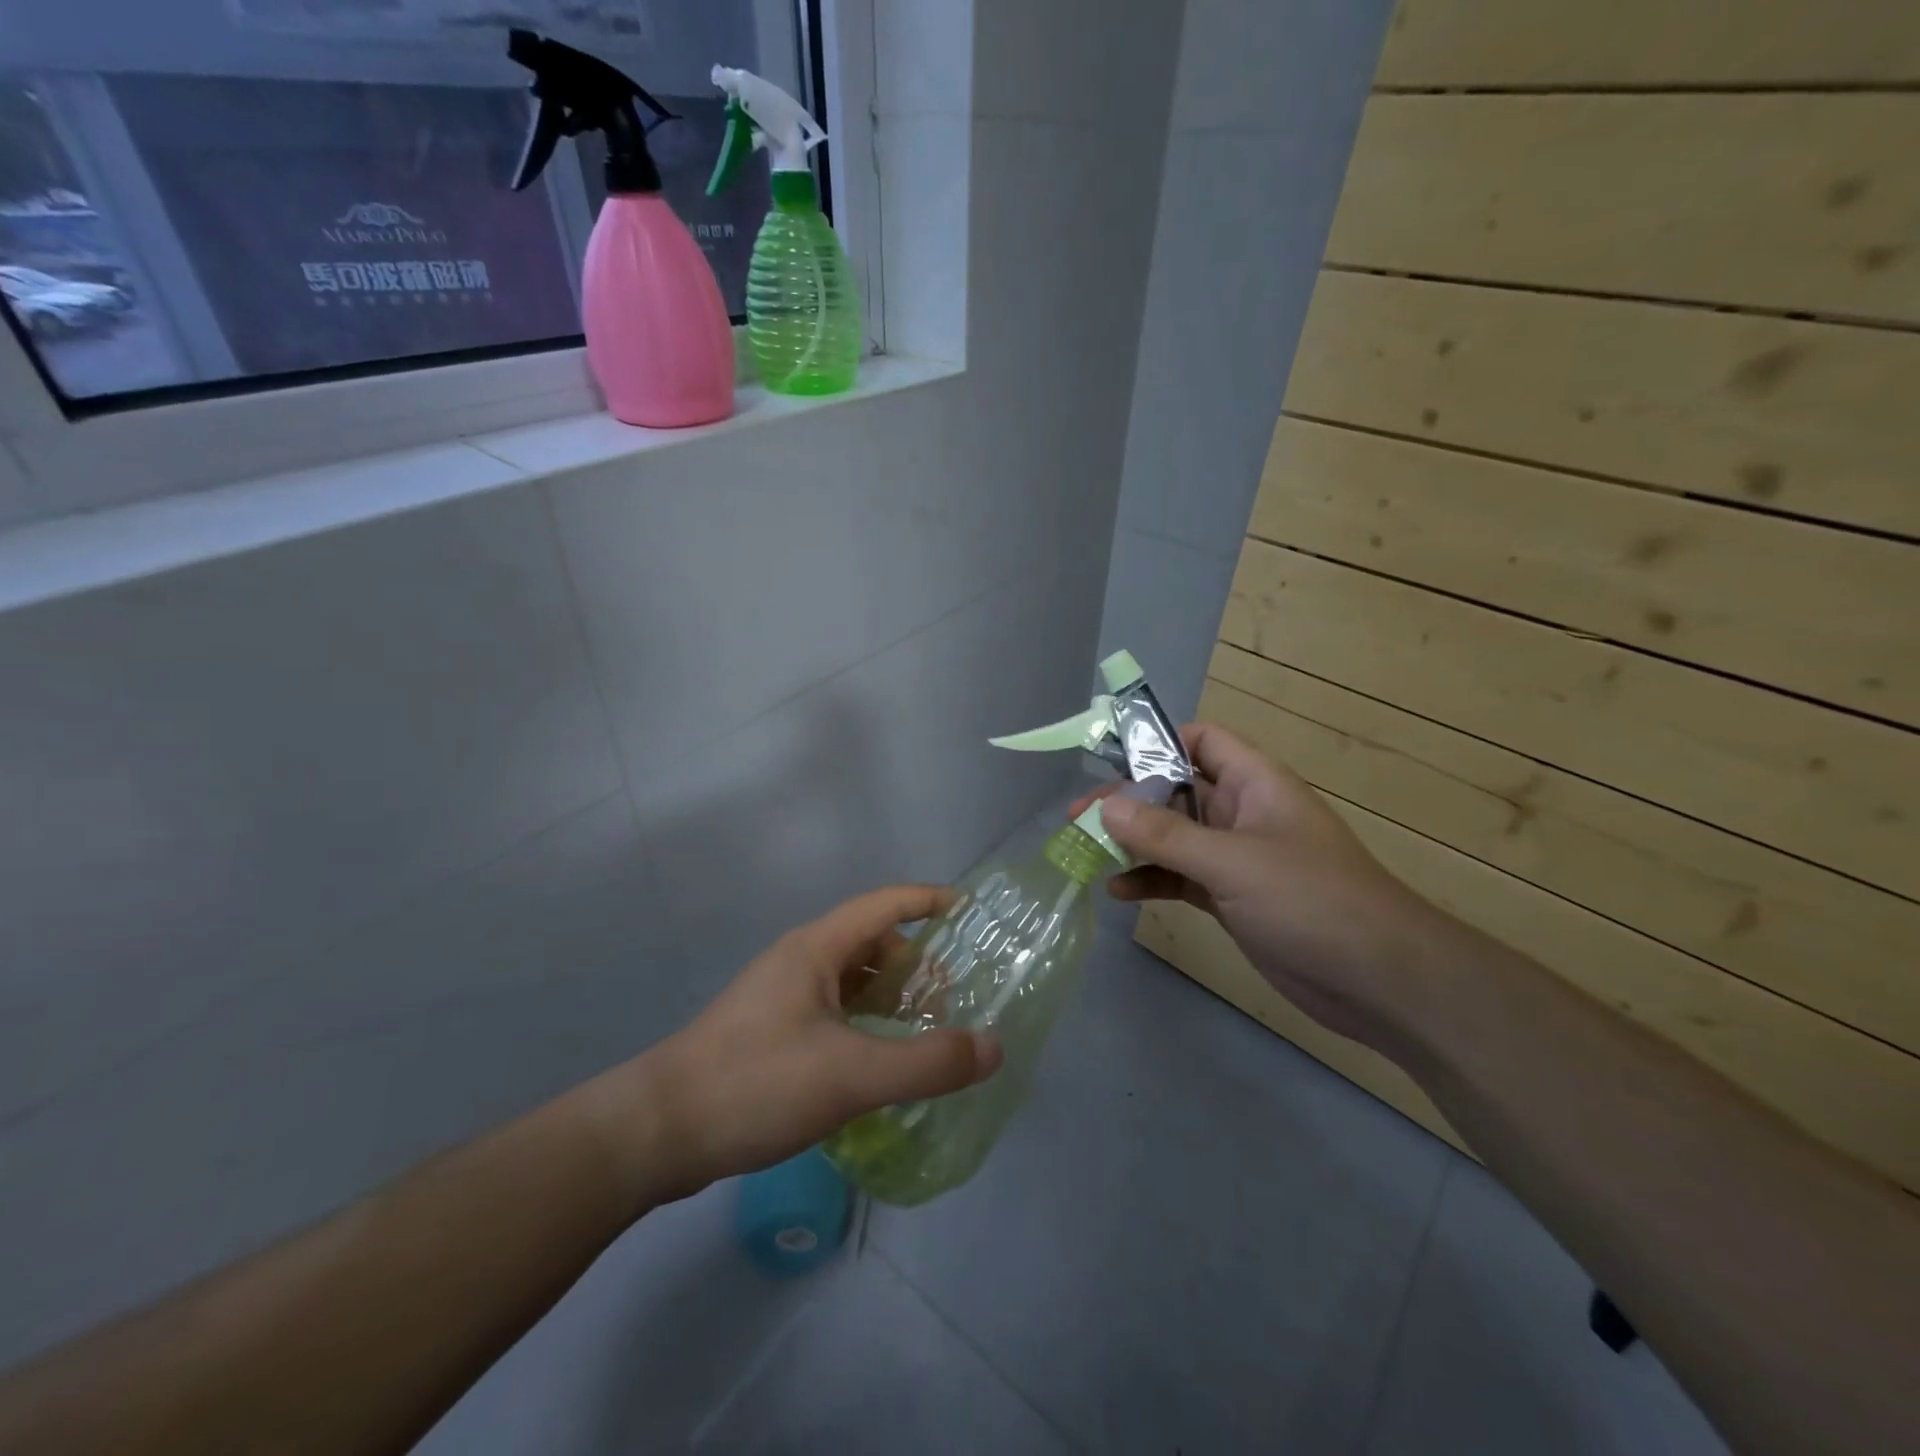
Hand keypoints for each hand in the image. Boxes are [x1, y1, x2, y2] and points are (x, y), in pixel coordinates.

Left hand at [605, 886, 1003, 1204]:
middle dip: (916, 963)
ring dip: (890, 995)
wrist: (656, 1132)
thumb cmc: (754, 1084)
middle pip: (873, 941)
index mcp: (817, 949)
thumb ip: (926, 1063)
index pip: (886, 903)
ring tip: (922, 1032)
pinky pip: (834, 1009)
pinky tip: (877, 1061)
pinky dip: (866, 1022)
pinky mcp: (770, 1031)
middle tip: (951, 1001)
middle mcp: (800, 961)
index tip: (974, 913)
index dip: (932, 900)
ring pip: (852, 979)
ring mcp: (781, 995)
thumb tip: (992, 1047)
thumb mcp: (850, 1075)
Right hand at [1070, 723, 1437, 1050]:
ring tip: (1085, 854)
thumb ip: (1167, 835)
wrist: (1379, 980)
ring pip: (1173, 838)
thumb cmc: (1311, 900)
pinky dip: (1151, 880)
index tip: (1108, 764)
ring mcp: (1236, 858)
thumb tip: (1106, 808)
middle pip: (1175, 792)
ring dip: (1133, 844)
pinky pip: (1180, 877)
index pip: (1199, 742)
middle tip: (1078, 819)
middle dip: (1129, 803)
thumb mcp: (1233, 861)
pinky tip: (1119, 892)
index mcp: (1254, 783)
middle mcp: (1242, 813)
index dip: (1156, 744)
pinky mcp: (1231, 898)